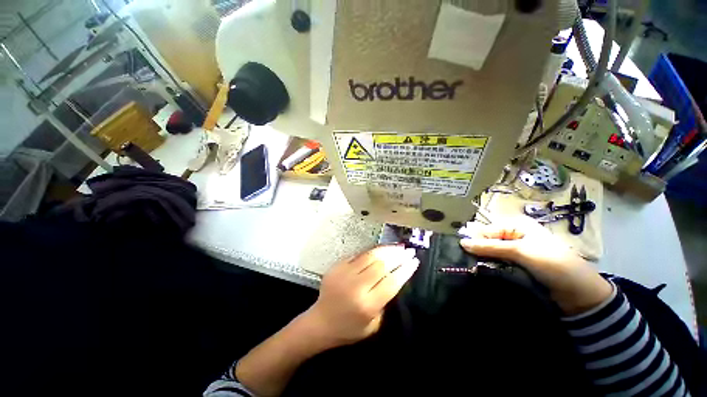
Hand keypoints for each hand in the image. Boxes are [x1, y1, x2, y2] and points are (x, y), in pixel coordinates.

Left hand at [301, 245, 418, 346]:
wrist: (320, 322)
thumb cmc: (349, 329)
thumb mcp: (373, 324)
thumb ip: (384, 302)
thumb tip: (393, 277)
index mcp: (367, 305)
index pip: (391, 282)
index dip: (405, 270)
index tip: (414, 261)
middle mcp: (356, 287)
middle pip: (382, 266)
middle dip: (398, 256)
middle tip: (409, 251)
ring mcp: (344, 274)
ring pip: (370, 256)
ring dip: (387, 250)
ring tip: (398, 247)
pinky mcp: (337, 266)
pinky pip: (358, 254)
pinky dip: (372, 251)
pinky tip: (381, 249)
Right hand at [460, 216, 612, 314]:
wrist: (580, 294)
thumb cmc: (553, 264)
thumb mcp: (521, 251)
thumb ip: (490, 247)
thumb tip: (461, 243)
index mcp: (516, 227)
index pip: (486, 230)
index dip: (474, 240)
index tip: (461, 252)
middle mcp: (514, 237)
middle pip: (487, 242)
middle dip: (477, 251)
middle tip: (465, 262)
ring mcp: (515, 254)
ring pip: (491, 254)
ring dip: (483, 261)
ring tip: (471, 269)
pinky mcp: (517, 268)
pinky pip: (498, 265)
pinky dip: (490, 269)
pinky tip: (482, 274)